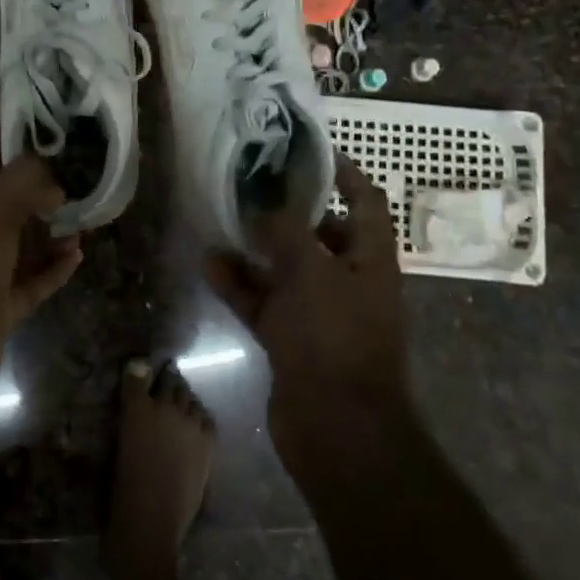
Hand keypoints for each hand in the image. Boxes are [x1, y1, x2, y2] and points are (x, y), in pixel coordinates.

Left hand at [0, 126, 81, 415]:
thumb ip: (25, 180)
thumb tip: (54, 180)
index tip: (34, 134)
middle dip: (34, 187)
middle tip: (72, 178)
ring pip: (19, 238)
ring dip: (49, 229)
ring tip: (82, 219)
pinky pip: (30, 278)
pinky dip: (52, 266)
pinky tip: (77, 256)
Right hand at [204, 154, 407, 462]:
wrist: (337, 429)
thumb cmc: (334, 336)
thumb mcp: (310, 270)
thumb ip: (285, 230)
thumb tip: (262, 202)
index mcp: (370, 259)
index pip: (366, 202)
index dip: (344, 173)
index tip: (307, 151)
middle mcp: (348, 281)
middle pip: (320, 234)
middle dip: (287, 210)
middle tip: (249, 184)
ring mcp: (318, 312)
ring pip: (284, 268)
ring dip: (255, 247)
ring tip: (222, 220)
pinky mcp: (291, 339)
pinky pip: (263, 301)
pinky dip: (239, 284)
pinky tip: (209, 264)